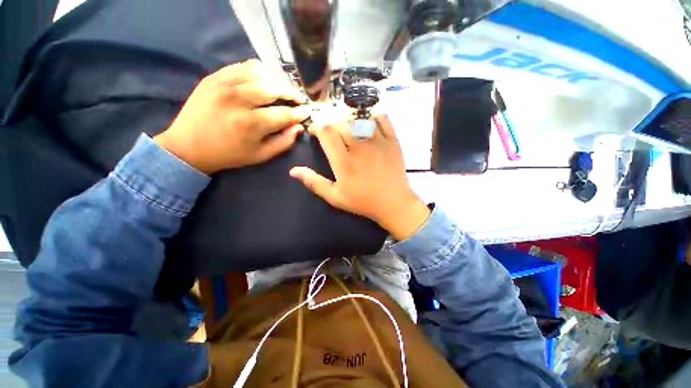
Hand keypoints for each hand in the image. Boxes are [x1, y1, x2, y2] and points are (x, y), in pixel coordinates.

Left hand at [154, 59, 310, 173]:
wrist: (188, 147)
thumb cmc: (229, 155)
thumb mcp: (261, 156)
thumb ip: (284, 142)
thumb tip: (298, 127)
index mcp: (251, 124)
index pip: (284, 114)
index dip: (299, 113)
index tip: (307, 112)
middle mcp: (238, 100)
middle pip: (274, 88)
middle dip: (291, 93)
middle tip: (297, 99)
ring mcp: (224, 85)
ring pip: (260, 72)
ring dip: (276, 80)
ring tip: (282, 90)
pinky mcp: (214, 77)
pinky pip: (243, 66)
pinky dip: (258, 71)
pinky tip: (263, 80)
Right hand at [289, 115, 430, 240]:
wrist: (393, 203)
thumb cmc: (363, 201)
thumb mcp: (335, 197)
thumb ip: (314, 182)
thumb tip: (293, 171)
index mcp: (343, 161)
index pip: (326, 132)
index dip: (317, 127)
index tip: (315, 132)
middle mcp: (359, 147)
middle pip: (340, 122)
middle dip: (331, 124)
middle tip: (331, 134)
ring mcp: (377, 141)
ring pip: (358, 118)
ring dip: (349, 120)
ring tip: (348, 130)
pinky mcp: (392, 140)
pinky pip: (382, 118)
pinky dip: (373, 116)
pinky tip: (368, 123)